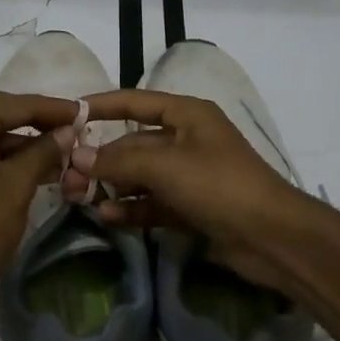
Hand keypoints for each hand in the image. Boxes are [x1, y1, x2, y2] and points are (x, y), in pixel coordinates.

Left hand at [0, 91, 80, 323]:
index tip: (82, 112)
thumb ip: (44, 151)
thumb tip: (67, 131)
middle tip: (73, 129)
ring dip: (22, 142)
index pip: (14, 104)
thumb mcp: (18, 185)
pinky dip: (3, 158)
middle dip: (37, 122)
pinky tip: (35, 169)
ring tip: (61, 152)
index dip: (51, 108)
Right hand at [72, 89, 313, 297]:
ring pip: (141, 176)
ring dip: (113, 186)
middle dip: (102, 159)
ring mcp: (190, 176)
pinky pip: (153, 203)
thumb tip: (77, 157)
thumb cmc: (219, 185)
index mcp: (187, 115)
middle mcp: (187, 140)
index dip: (101, 106)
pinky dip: (131, 208)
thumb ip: (118, 160)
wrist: (273, 238)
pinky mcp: (192, 208)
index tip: (68, 115)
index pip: (135, 102)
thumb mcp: (165, 166)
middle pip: (134, 143)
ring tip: (79, 199)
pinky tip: (107, 218)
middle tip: (66, 176)